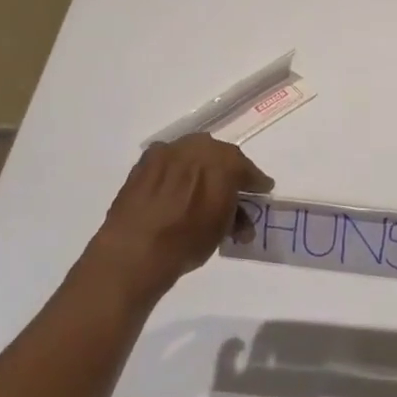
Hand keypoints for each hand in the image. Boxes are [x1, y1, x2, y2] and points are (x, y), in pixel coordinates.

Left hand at [83, 135, 272, 305]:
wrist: (135, 249)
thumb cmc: (188, 240)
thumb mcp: (222, 230)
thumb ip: (235, 214)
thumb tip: (239, 214)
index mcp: (224, 162)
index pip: (245, 168)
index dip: (254, 181)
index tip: (261, 189)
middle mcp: (197, 147)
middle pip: (218, 155)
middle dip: (226, 171)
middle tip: (230, 189)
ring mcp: (168, 151)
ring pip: (192, 154)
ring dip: (199, 168)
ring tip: (200, 190)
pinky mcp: (144, 161)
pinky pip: (168, 161)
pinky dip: (175, 171)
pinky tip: (174, 188)